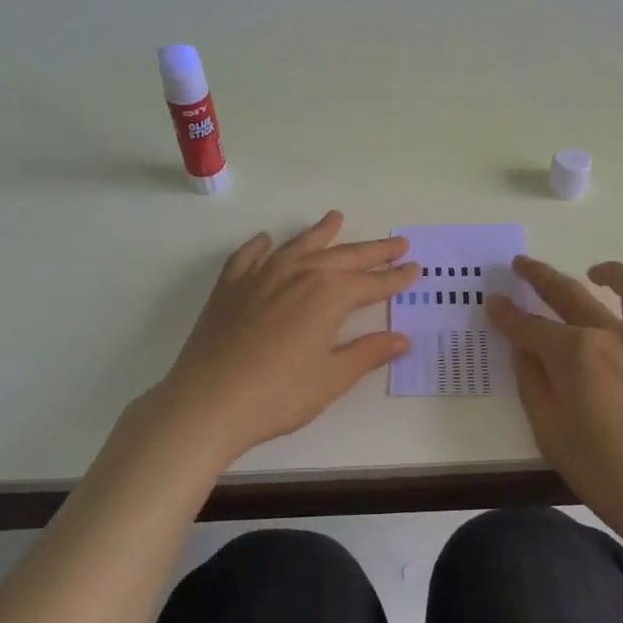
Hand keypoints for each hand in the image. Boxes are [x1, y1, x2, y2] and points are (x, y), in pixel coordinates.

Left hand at [146, 211, 415, 467]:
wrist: (207, 403)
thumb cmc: (278, 395)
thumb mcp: (332, 378)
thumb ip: (368, 353)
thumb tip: (402, 339)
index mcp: (328, 295)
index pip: (372, 283)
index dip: (396, 278)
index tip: (415, 268)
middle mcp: (298, 274)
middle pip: (343, 257)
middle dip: (374, 251)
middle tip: (397, 242)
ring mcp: (260, 276)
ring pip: (298, 246)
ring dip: (321, 233)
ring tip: (336, 218)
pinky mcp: (230, 287)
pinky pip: (248, 256)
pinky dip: (261, 246)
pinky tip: (266, 240)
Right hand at [488, 257, 622, 556]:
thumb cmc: (602, 473)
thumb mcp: (549, 431)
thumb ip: (532, 382)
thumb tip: (523, 348)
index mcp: (576, 354)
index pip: (530, 326)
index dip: (507, 314)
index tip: (493, 303)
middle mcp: (614, 335)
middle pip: (570, 294)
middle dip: (540, 276)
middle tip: (522, 265)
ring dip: (610, 272)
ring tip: (594, 272)